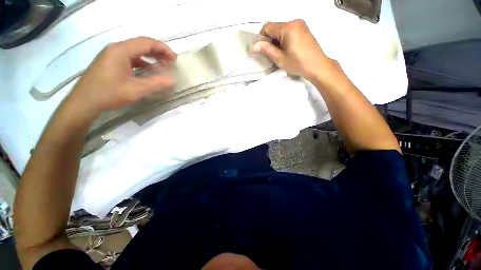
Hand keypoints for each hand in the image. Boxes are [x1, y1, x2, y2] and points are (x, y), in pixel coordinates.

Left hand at [69, 37, 176, 117]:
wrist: (84, 102)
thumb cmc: (108, 94)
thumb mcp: (135, 90)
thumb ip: (156, 84)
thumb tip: (172, 80)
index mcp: (121, 51)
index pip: (147, 43)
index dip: (163, 49)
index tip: (174, 59)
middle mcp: (116, 48)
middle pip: (141, 44)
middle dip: (158, 52)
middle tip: (170, 62)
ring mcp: (112, 54)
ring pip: (136, 51)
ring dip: (151, 57)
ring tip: (162, 66)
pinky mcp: (110, 62)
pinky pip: (130, 57)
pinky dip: (142, 62)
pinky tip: (148, 71)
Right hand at [251, 20, 334, 80]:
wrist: (318, 66)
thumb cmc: (298, 63)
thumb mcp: (280, 58)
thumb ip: (266, 50)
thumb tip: (253, 46)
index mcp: (287, 27)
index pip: (267, 27)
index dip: (261, 38)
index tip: (262, 51)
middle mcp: (294, 21)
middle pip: (275, 28)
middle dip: (270, 41)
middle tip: (271, 55)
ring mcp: (300, 25)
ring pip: (281, 30)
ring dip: (277, 41)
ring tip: (280, 54)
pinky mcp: (304, 29)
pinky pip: (289, 31)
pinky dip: (284, 40)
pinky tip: (287, 50)